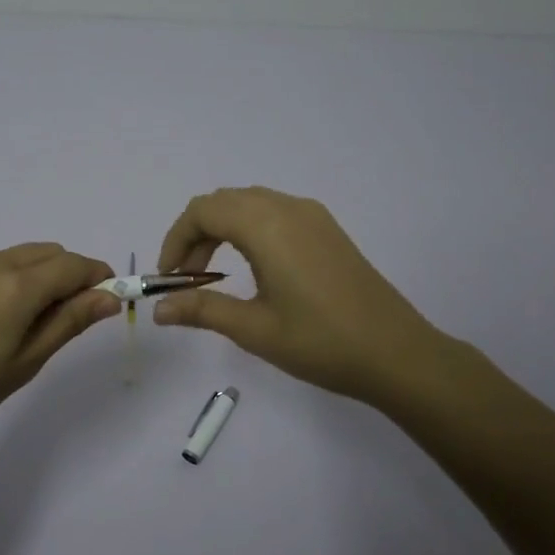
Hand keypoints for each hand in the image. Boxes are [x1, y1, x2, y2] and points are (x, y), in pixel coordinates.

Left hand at [0, 243, 120, 451]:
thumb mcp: (25, 362)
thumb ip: (69, 322)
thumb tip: (109, 297)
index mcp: (17, 284)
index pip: (74, 265)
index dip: (100, 278)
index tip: (112, 302)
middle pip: (51, 253)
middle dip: (74, 275)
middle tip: (74, 320)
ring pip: (26, 256)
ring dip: (46, 275)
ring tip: (38, 322)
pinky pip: (1, 264)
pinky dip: (20, 277)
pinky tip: (7, 317)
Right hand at [153, 187, 453, 408]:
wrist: (397, 353)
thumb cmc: (320, 342)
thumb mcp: (254, 329)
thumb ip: (202, 310)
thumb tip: (158, 310)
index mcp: (267, 225)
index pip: (203, 211)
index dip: (176, 239)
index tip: (168, 278)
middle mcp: (288, 208)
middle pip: (224, 202)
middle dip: (195, 235)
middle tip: (186, 280)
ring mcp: (312, 216)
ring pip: (249, 204)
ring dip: (222, 230)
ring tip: (213, 276)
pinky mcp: (327, 230)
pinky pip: (274, 213)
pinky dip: (248, 230)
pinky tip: (252, 268)